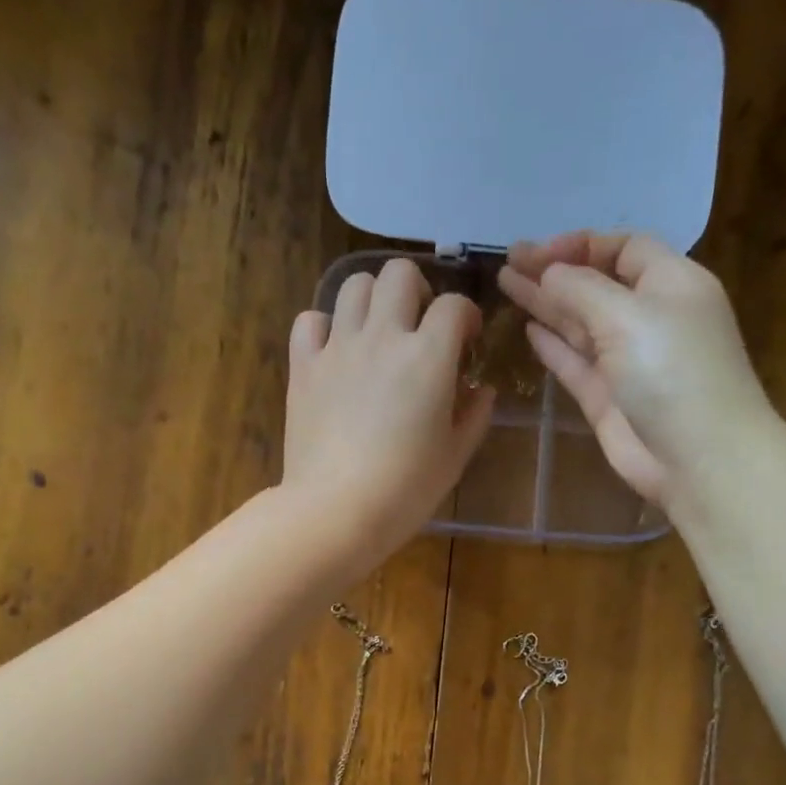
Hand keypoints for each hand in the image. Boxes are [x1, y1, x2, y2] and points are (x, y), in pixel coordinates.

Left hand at [283, 258, 493, 570]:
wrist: (336, 511)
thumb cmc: (405, 490)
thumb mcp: (455, 456)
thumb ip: (474, 415)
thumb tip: (481, 389)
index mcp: (428, 356)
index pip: (455, 305)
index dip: (465, 318)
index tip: (466, 343)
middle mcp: (382, 337)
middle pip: (399, 273)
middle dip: (418, 292)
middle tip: (419, 328)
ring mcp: (338, 348)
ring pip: (353, 285)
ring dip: (372, 300)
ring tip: (377, 332)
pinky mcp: (303, 367)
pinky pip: (309, 321)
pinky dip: (324, 327)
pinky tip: (335, 351)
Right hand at [498, 231, 772, 507]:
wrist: (698, 456)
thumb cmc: (672, 372)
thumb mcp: (627, 315)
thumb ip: (581, 290)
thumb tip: (548, 272)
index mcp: (671, 283)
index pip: (624, 248)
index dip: (581, 245)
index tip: (538, 252)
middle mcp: (649, 317)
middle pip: (596, 284)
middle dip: (554, 271)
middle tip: (508, 261)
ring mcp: (627, 360)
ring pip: (580, 323)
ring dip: (546, 303)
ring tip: (506, 284)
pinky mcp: (608, 398)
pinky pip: (575, 362)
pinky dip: (553, 345)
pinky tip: (528, 328)